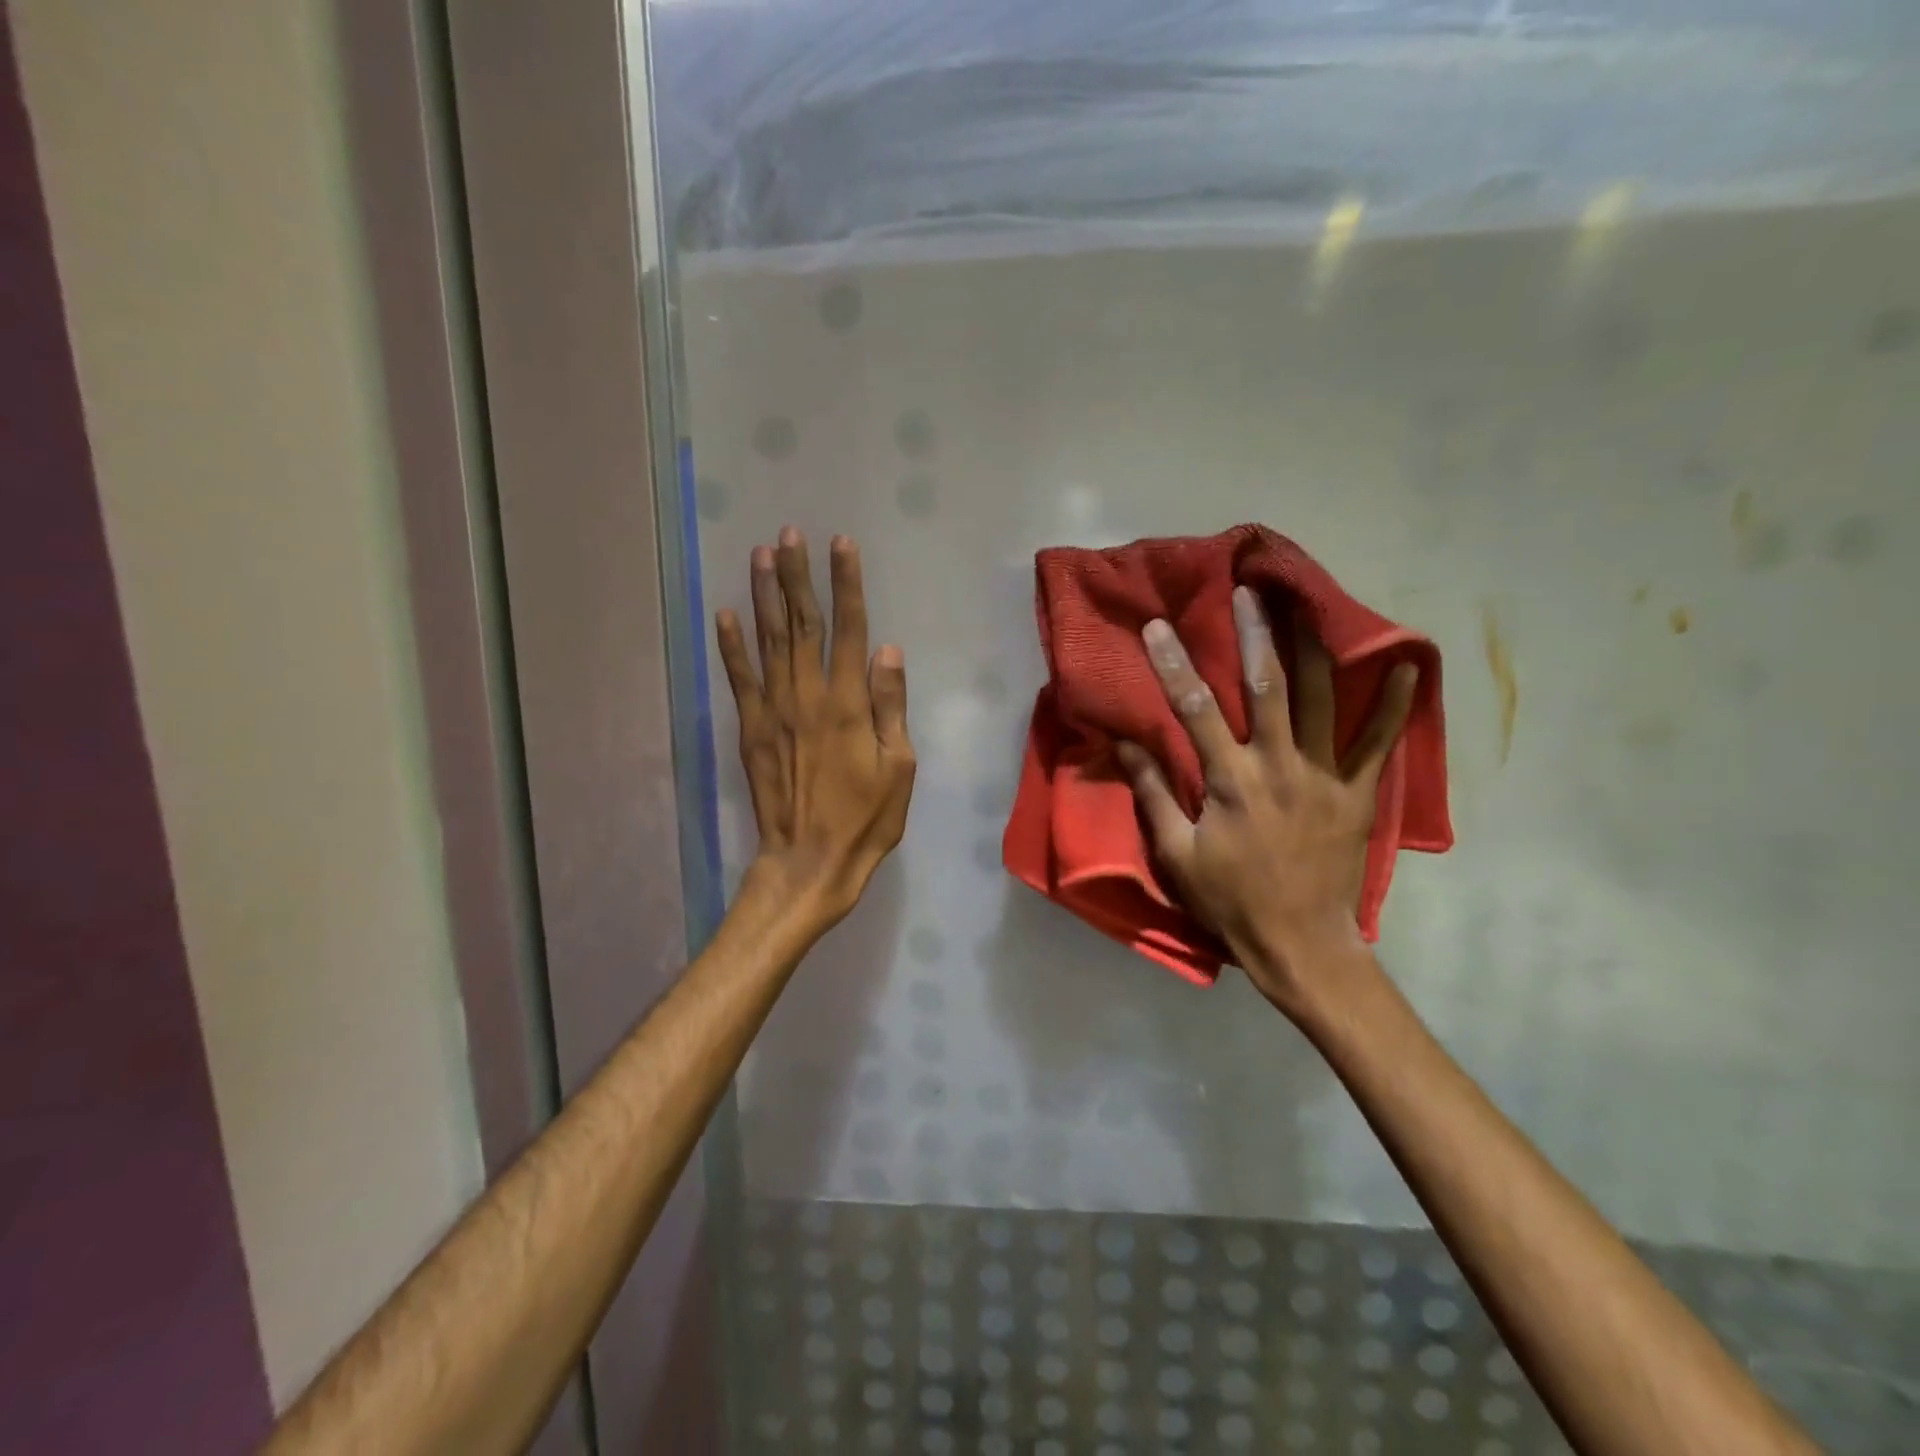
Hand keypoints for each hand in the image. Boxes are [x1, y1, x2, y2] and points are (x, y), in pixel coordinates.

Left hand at [716, 528, 914, 933]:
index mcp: (849, 703)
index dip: (846, 584)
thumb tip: (888, 649)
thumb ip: (891, 705)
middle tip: (790, 533)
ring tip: (761, 554)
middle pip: (802, 623)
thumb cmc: (866, 819)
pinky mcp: (751, 729)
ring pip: (768, 640)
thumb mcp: (899, 767)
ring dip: (764, 595)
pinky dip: (731, 645)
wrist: (809, 860)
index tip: (841, 544)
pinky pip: (739, 679)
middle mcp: (808, 695)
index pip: (850, 629)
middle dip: (797, 575)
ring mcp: (774, 710)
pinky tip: (725, 613)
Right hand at [1116, 586, 1415, 1017]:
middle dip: (1256, 633)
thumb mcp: (1175, 853)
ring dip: (1315, 647)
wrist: (1300, 944)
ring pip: (1322, 700)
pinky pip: (1381, 742)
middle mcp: (1279, 766)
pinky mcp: (1358, 793)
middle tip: (1251, 589)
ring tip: (1311, 604)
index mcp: (1230, 782)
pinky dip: (1395, 704)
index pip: (1195, 710)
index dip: (1174, 665)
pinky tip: (1409, 665)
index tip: (1158, 627)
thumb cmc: (1229, 900)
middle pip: (1267, 686)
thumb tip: (1124, 742)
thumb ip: (1152, 793)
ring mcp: (1325, 777)